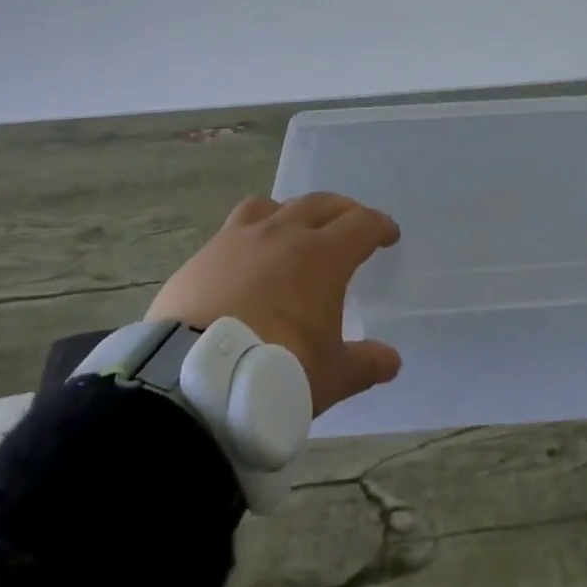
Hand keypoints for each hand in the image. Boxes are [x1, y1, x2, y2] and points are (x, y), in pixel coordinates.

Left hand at [148, 192, 402, 415]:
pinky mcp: (204, 254)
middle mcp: (284, 234)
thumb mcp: (331, 377)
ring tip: (294, 230)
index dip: (379, 226)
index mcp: (323, 255)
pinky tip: (246, 257)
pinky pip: (235, 228)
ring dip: (292, 213)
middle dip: (343, 211)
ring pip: (273, 205)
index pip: (362, 224)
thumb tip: (392, 360)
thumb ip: (365, 363)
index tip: (389, 234)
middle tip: (351, 224)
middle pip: (321, 204)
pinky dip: (250, 234)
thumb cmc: (276, 372)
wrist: (194, 381)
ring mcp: (240, 239)